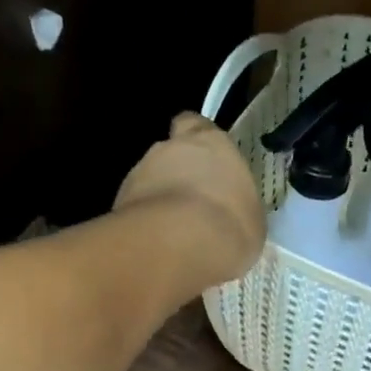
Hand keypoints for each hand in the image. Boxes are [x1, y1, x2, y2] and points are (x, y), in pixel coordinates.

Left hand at [112, 113, 264, 296]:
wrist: (179, 244)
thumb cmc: (231, 224)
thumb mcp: (251, 218)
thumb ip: (236, 204)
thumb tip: (228, 212)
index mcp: (210, 142)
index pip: (195, 124)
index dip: (197, 140)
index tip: (205, 159)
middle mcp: (170, 148)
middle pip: (170, 153)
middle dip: (177, 173)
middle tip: (192, 203)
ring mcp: (139, 173)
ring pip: (149, 181)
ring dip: (160, 200)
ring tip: (175, 233)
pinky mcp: (119, 202)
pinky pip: (137, 209)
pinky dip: (146, 223)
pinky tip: (159, 246)